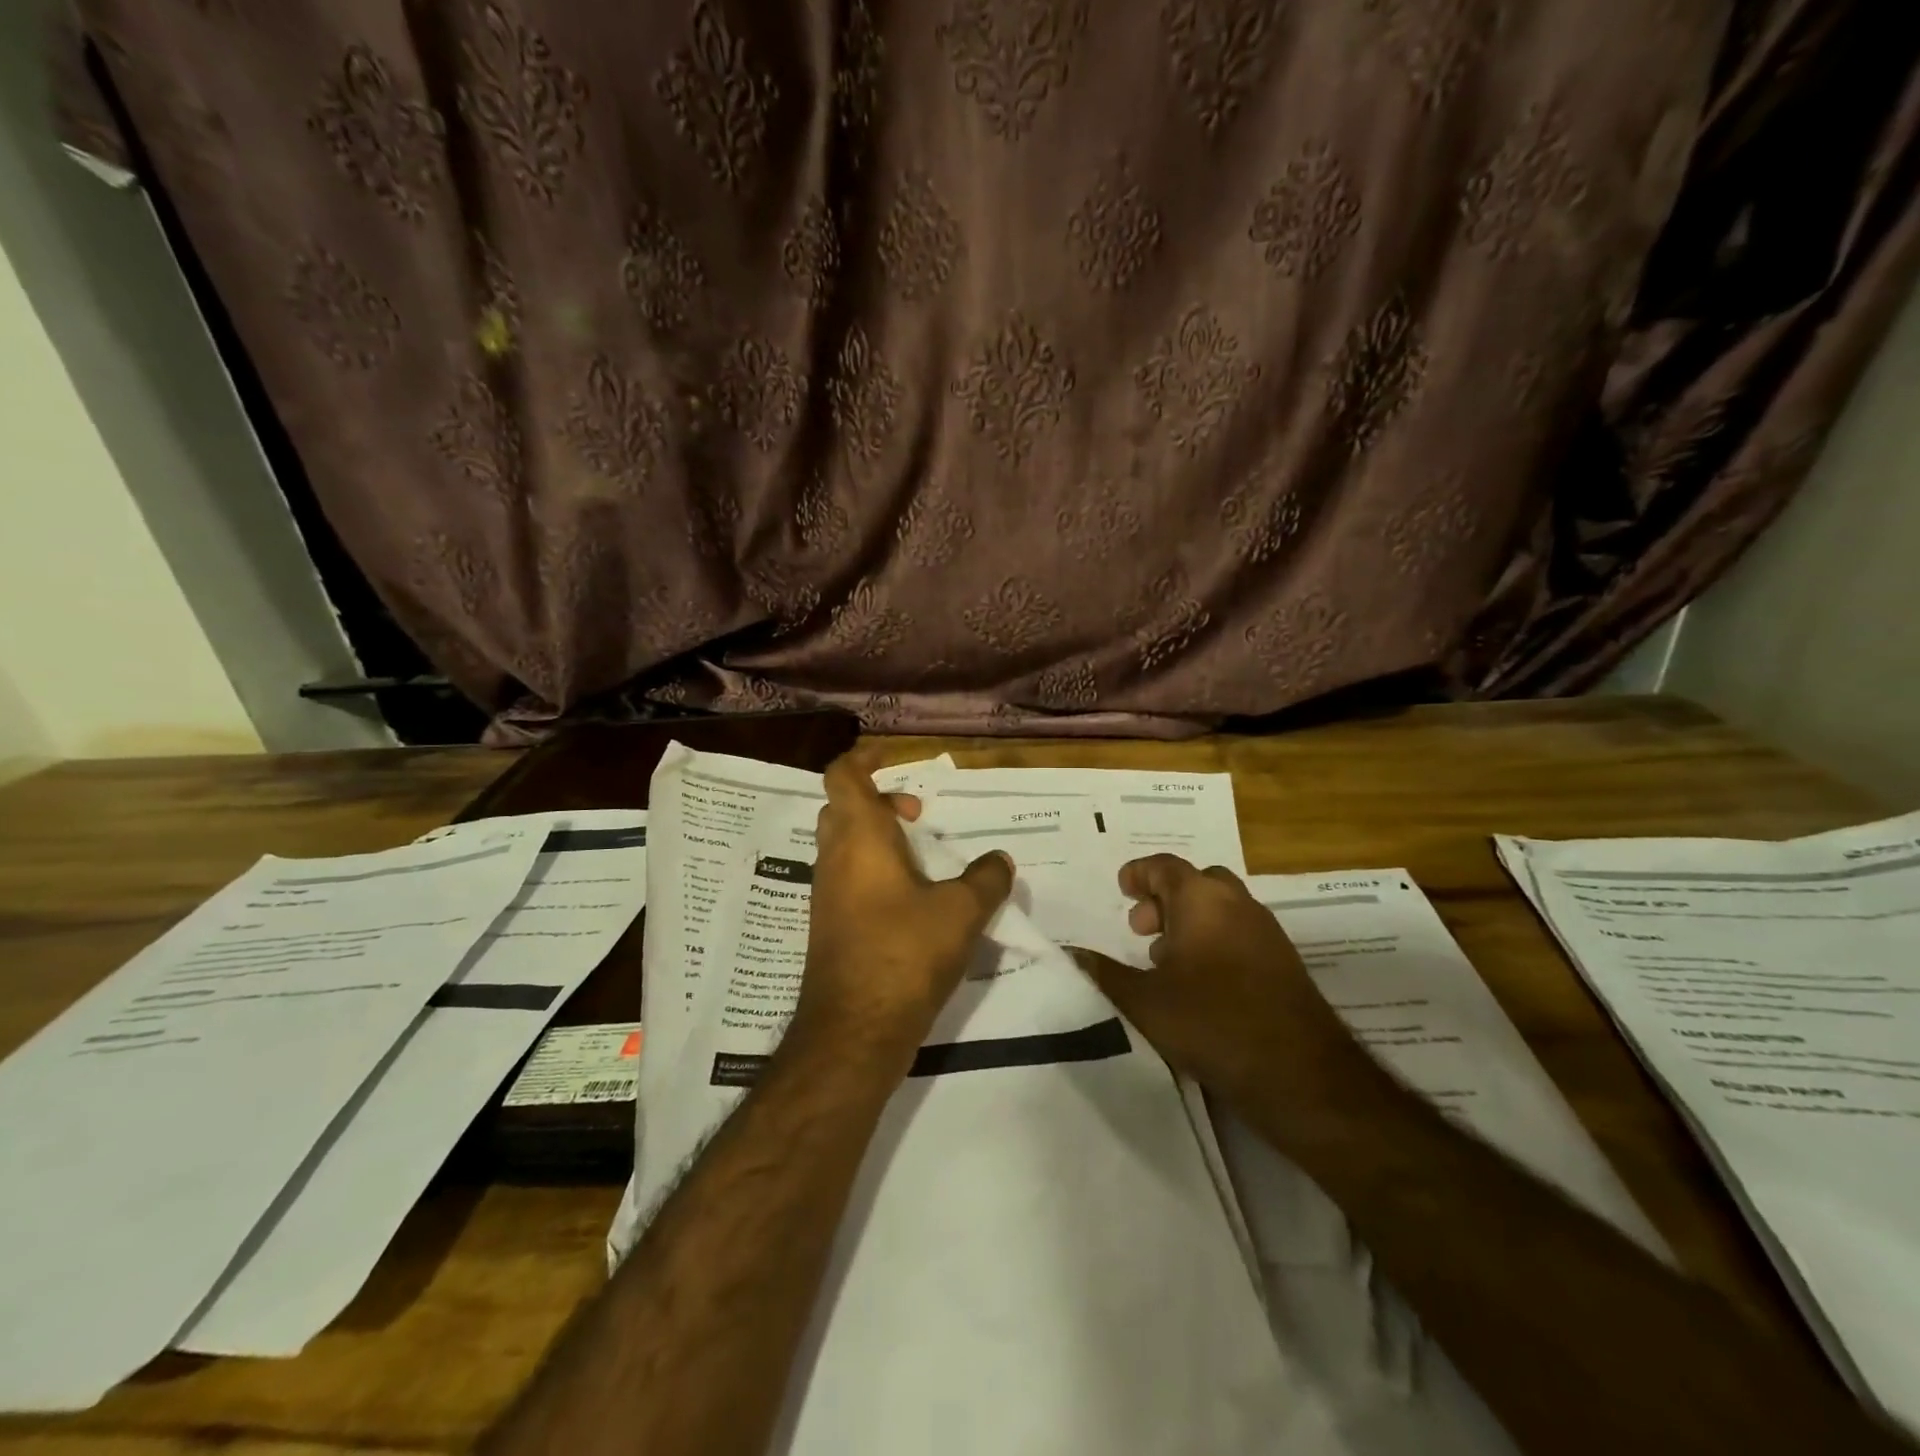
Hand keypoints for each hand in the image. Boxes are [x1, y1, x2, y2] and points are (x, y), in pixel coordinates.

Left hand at [796, 751, 1013, 1064]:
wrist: (853, 1031)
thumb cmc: (904, 954)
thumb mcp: (961, 912)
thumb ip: (985, 879)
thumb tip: (1001, 860)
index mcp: (859, 838)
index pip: (842, 777)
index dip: (862, 759)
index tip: (891, 758)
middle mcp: (835, 859)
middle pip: (843, 809)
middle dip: (878, 801)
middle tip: (917, 814)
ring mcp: (827, 895)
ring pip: (845, 846)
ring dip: (878, 839)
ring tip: (924, 857)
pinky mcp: (830, 926)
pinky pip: (848, 879)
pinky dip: (875, 871)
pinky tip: (913, 900)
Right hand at [1070, 855, 1371, 1114]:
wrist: (1300, 1074)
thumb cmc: (1211, 1023)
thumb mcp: (1144, 1001)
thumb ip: (1104, 973)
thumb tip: (1070, 953)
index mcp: (1201, 899)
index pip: (1165, 866)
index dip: (1139, 873)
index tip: (1122, 887)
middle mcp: (1237, 904)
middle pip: (1196, 883)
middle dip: (1165, 898)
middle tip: (1140, 928)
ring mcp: (1266, 932)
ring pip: (1220, 908)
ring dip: (1189, 921)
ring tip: (1163, 958)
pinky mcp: (1283, 963)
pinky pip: (1239, 933)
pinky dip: (1213, 940)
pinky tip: (1198, 983)